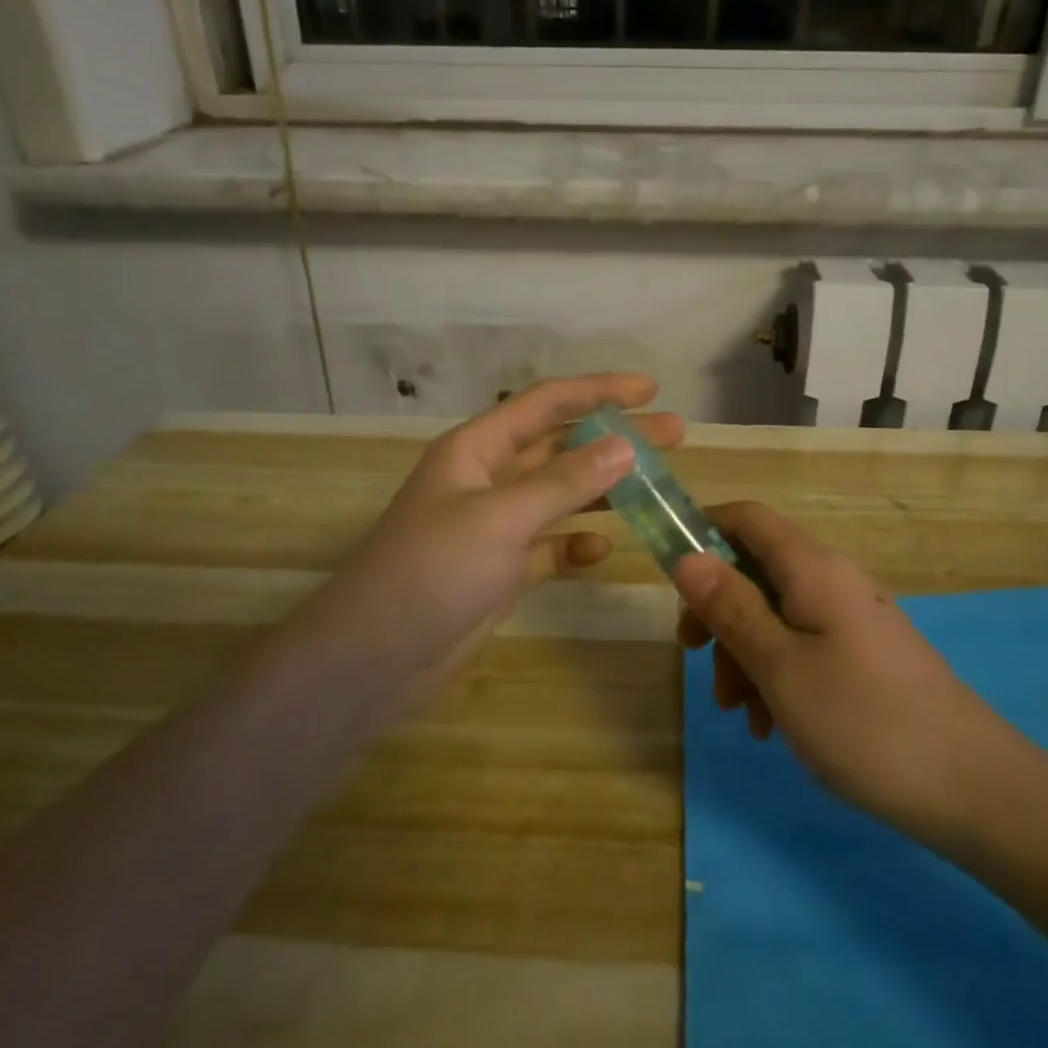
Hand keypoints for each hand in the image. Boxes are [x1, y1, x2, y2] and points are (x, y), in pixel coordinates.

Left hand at [304, 374, 681, 710]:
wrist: (373, 659)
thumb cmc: (431, 571)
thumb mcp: (500, 517)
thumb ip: (563, 482)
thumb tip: (625, 446)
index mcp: (476, 449)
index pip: (545, 404)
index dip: (597, 390)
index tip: (650, 388)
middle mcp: (486, 479)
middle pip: (560, 446)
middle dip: (614, 436)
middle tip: (674, 433)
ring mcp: (493, 526)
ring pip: (558, 494)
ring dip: (603, 487)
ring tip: (658, 483)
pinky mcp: (499, 569)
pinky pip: (548, 546)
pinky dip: (575, 543)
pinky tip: (602, 549)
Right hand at [673, 502, 1021, 840]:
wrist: (974, 790)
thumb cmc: (864, 720)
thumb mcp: (780, 665)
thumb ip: (730, 607)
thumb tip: (687, 557)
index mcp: (812, 567)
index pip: (746, 518)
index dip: (701, 532)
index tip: (670, 579)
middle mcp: (832, 581)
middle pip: (755, 571)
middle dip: (717, 611)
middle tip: (692, 655)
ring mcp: (851, 621)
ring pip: (775, 616)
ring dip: (743, 654)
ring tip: (738, 712)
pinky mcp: (864, 658)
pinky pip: (803, 649)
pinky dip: (776, 677)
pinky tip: (771, 727)